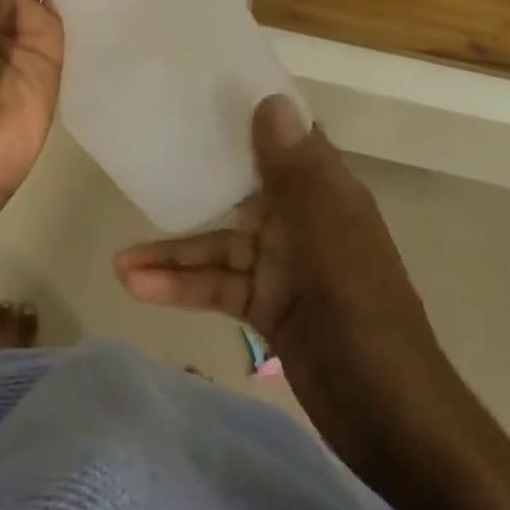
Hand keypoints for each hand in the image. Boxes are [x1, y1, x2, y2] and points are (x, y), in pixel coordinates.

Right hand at [113, 94, 430, 355]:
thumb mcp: (325, 234)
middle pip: (241, 187)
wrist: (390, 418)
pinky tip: (138, 287)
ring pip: (219, 245)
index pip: (286, 139)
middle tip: (146, 153)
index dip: (250, 114)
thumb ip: (294, 171)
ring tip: (119, 261)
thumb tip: (271, 100)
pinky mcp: (266, 307)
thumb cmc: (361, 311)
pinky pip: (217, 286)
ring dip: (173, 252)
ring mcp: (282, 266)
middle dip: (195, 177)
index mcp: (325, 194)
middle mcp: (302, 221)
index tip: (202, 91)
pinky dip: (180, 288)